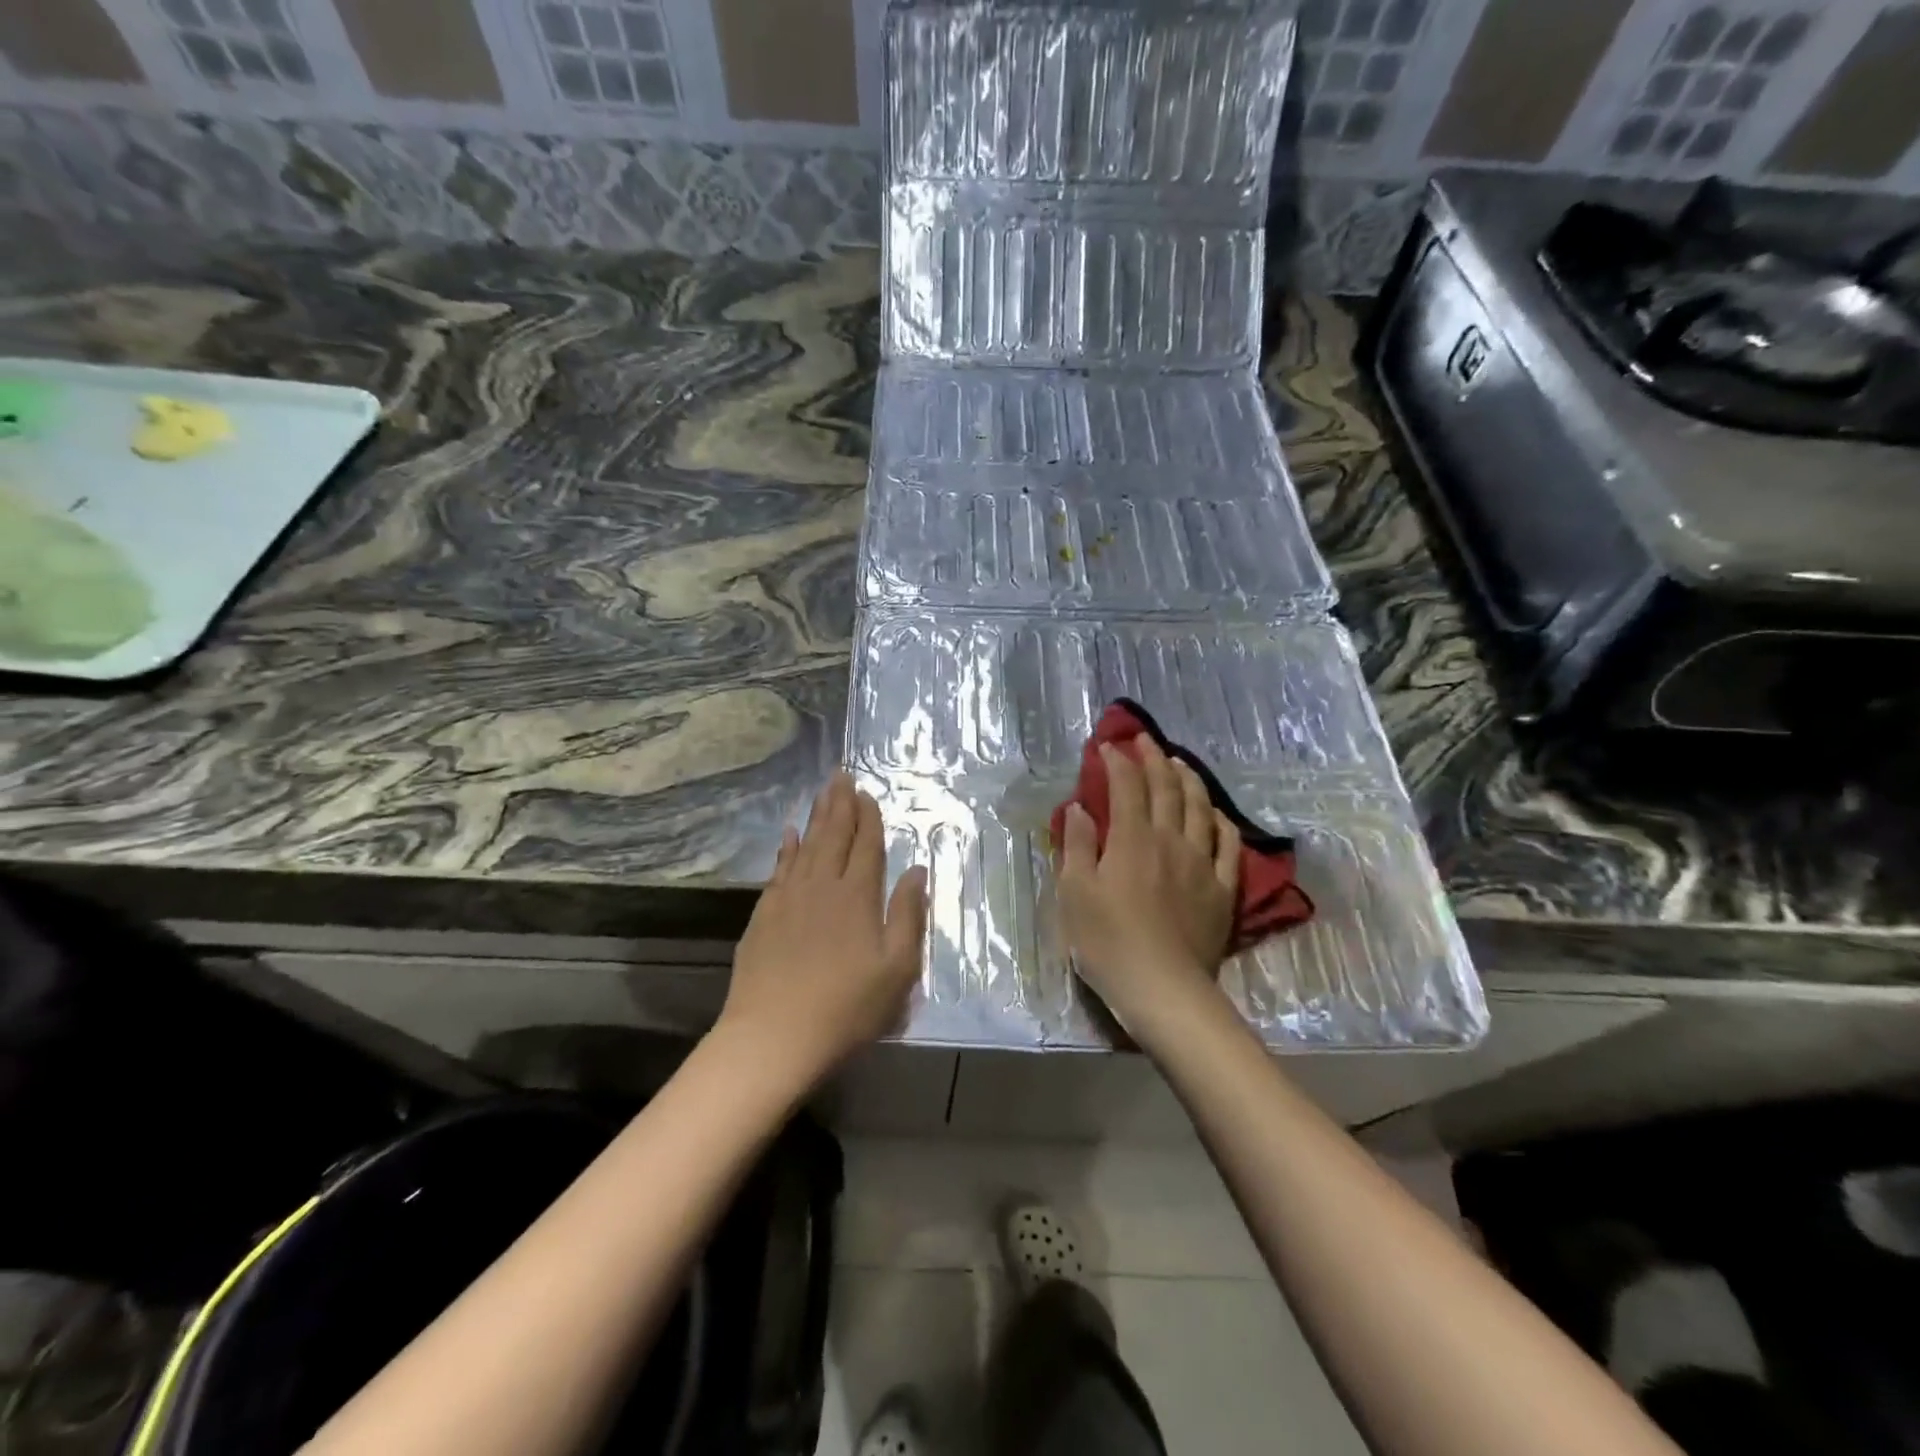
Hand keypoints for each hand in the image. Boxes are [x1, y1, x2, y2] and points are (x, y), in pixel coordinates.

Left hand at [718, 772, 928, 1092]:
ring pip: (805, 845)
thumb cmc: (846, 1008)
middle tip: (841, 775)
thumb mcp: (897, 969)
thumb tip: (917, 871)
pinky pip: (778, 868)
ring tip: (822, 792)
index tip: (868, 794)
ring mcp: (788, 898)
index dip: (869, 818)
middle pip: (833, 835)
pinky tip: (788, 835)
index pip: (866, 846)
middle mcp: (822, 886)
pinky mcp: (764, 914)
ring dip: (816, 817)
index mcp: (857, 896)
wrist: (773, 1037)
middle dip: (840, 804)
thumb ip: (908, 915)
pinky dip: (786, 848)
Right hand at [1057, 737, 1239, 1047]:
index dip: (1118, 762)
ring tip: (1178, 763)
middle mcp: (1170, 840)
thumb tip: (1079, 808)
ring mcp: (1201, 863)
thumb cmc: (1107, 942)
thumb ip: (1077, 846)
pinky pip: (1227, 843)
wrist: (1163, 988)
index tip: (1108, 747)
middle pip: (1166, 788)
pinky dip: (1220, 819)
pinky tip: (1214, 813)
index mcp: (1132, 839)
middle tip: (1144, 740)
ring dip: (1188, 779)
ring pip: (1200, 807)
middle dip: (1153, 758)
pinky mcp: (1222, 888)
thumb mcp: (1075, 893)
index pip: (1127, 787)